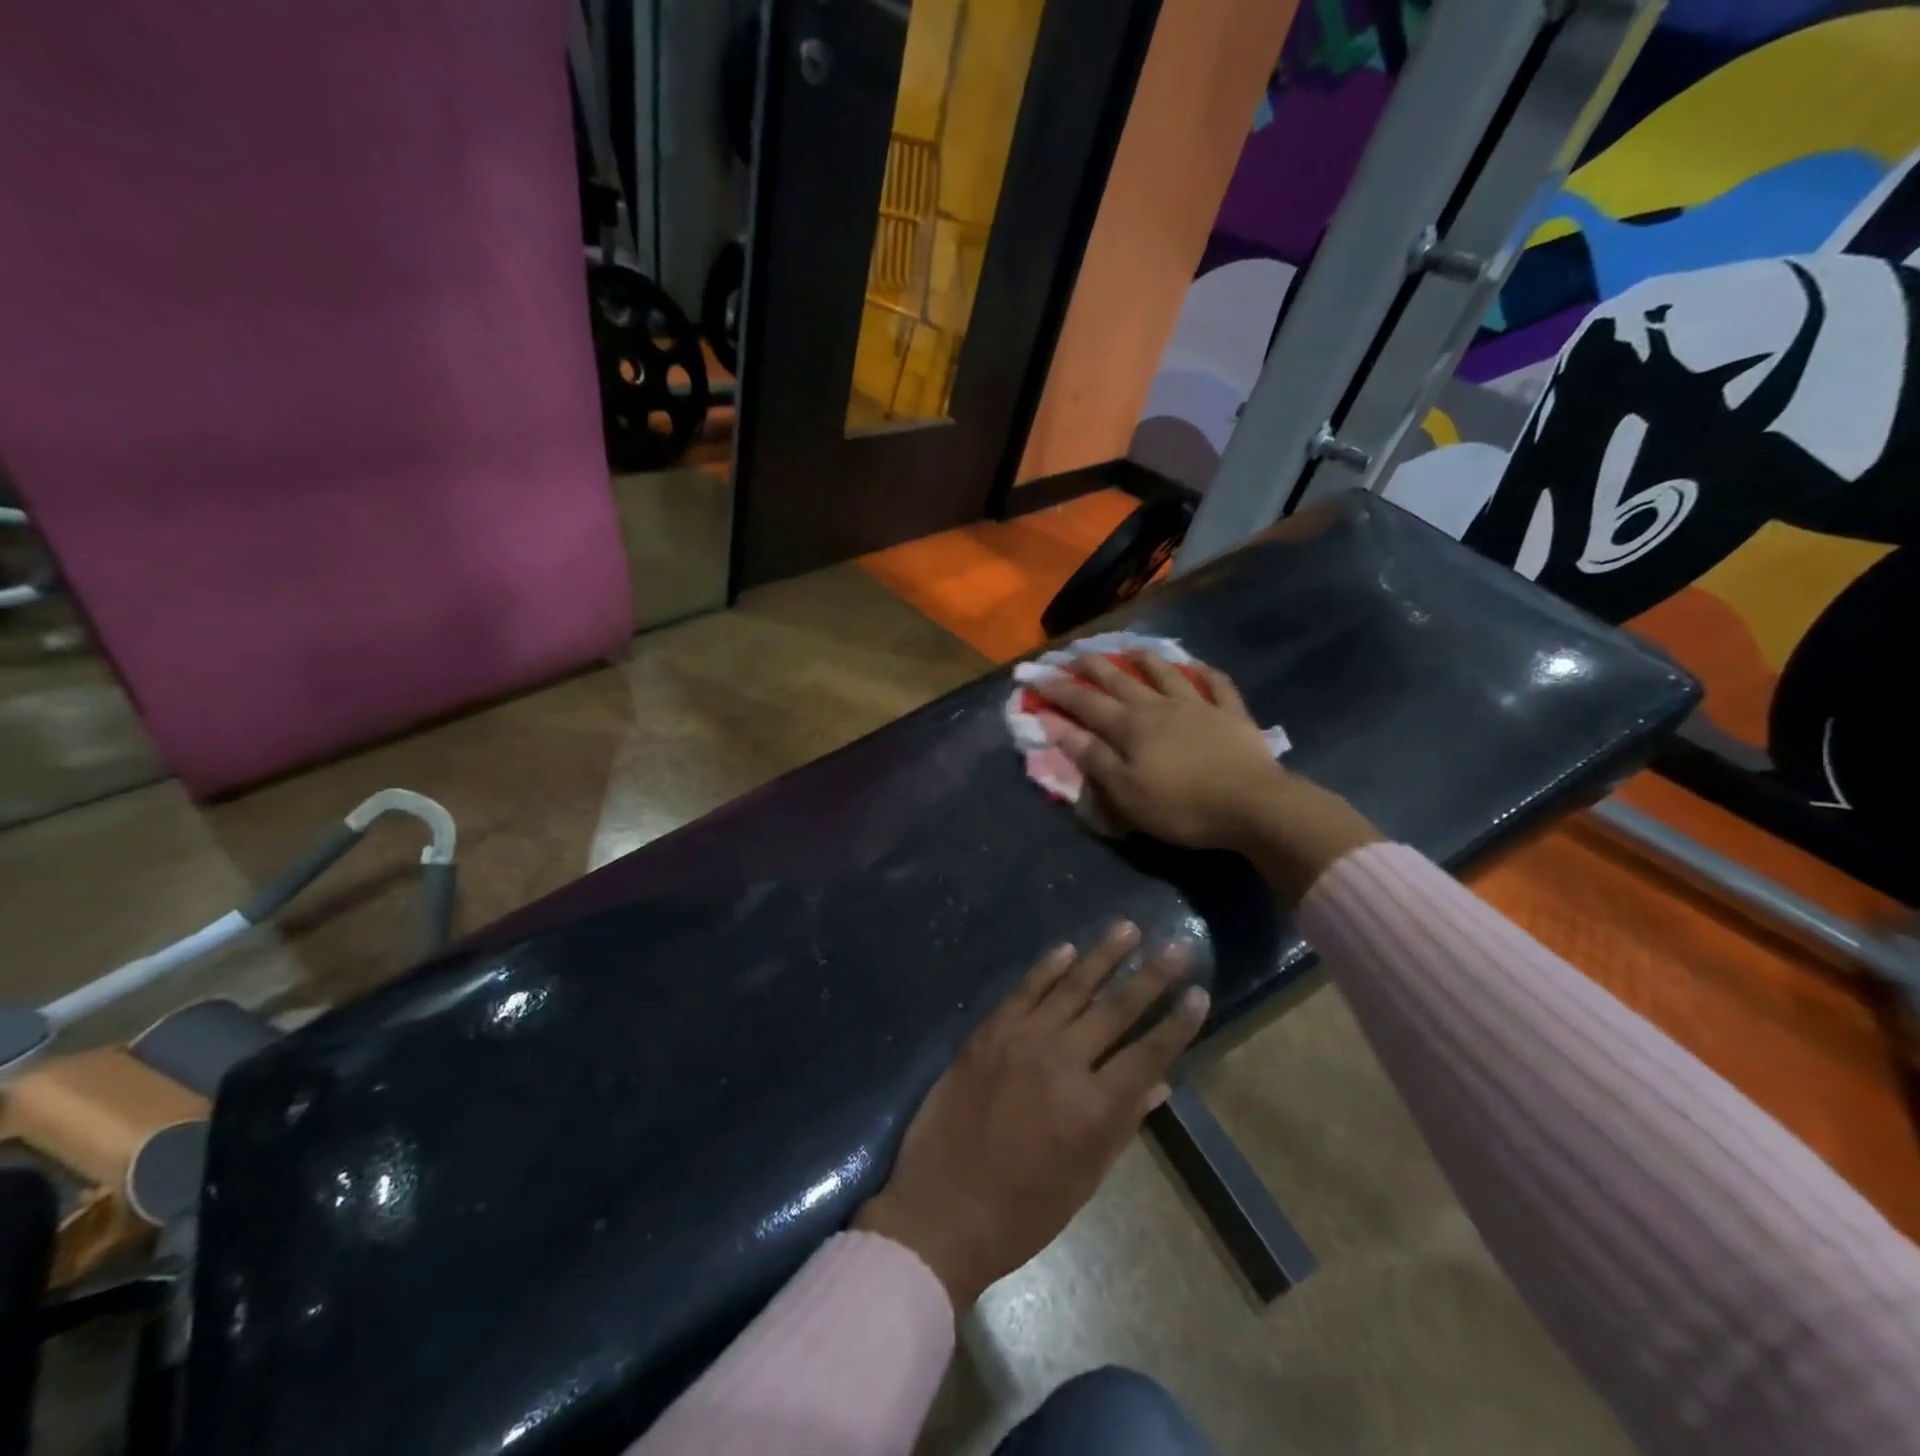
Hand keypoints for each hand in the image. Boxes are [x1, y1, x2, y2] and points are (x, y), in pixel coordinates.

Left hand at [854, 925, 1207, 1309]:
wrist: (940, 1210)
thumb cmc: (1021, 1212)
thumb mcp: (1084, 1180)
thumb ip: (1122, 1124)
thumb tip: (1160, 1084)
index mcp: (1094, 1108)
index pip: (1148, 1054)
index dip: (1177, 1024)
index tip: (1200, 994)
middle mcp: (1062, 1062)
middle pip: (1116, 1010)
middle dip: (1152, 976)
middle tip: (1179, 945)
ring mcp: (1021, 1041)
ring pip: (1071, 988)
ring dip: (1103, 956)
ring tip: (1128, 927)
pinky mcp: (988, 1034)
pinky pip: (1023, 991)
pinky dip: (1047, 969)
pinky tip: (1067, 949)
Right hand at [1031, 652, 1283, 849]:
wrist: (1254, 806)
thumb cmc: (1182, 806)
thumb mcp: (1126, 791)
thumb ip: (1093, 757)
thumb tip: (1057, 727)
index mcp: (1131, 727)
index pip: (1086, 703)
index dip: (1059, 689)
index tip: (1036, 676)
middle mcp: (1160, 707)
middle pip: (1121, 680)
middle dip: (1093, 666)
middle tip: (1074, 653)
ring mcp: (1199, 706)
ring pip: (1167, 673)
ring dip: (1145, 658)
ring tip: (1130, 648)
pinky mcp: (1232, 715)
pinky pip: (1217, 685)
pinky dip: (1205, 673)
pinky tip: (1197, 666)